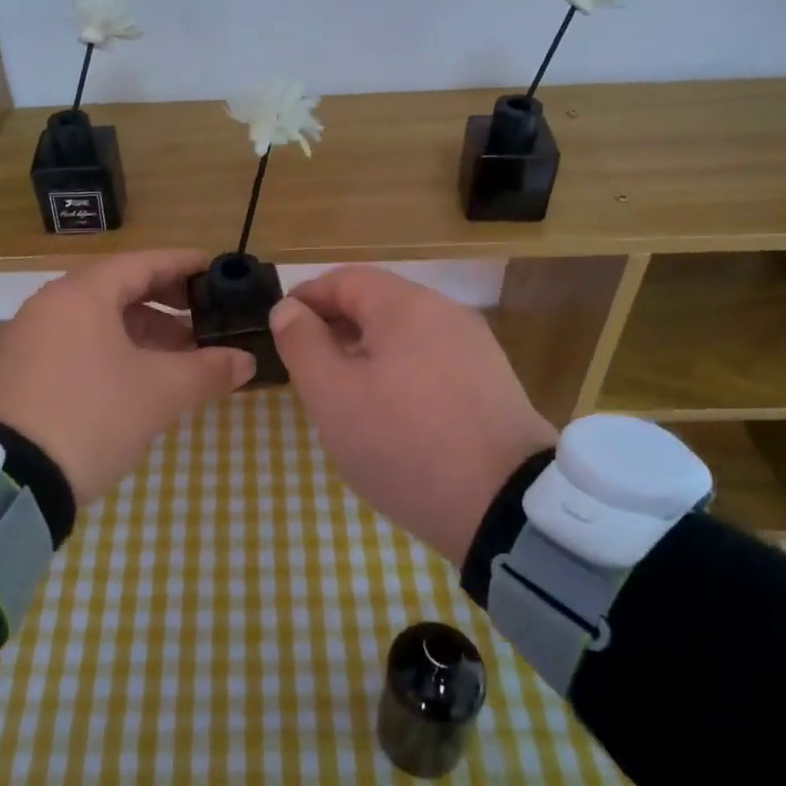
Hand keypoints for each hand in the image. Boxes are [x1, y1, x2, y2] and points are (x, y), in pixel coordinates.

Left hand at [0, 249, 255, 505]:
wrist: (6, 479)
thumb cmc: (90, 416)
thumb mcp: (159, 394)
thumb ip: (208, 371)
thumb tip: (246, 360)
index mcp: (83, 294)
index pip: (143, 262)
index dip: (184, 264)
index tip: (216, 268)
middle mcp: (53, 306)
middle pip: (120, 290)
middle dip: (168, 305)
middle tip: (206, 320)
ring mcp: (32, 339)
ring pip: (100, 322)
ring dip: (144, 334)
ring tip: (182, 359)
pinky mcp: (22, 373)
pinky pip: (80, 346)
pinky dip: (116, 354)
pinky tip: (140, 382)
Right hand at [270, 266, 557, 565]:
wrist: (506, 506)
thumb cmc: (403, 443)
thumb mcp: (333, 396)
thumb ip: (302, 344)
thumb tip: (288, 310)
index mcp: (405, 306)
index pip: (343, 280)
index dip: (305, 298)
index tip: (279, 328)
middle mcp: (445, 313)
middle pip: (377, 303)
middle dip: (335, 327)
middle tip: (307, 365)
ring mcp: (474, 347)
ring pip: (404, 334)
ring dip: (366, 351)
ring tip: (344, 393)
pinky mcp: (491, 381)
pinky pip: (431, 360)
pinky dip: (399, 371)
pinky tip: (391, 411)